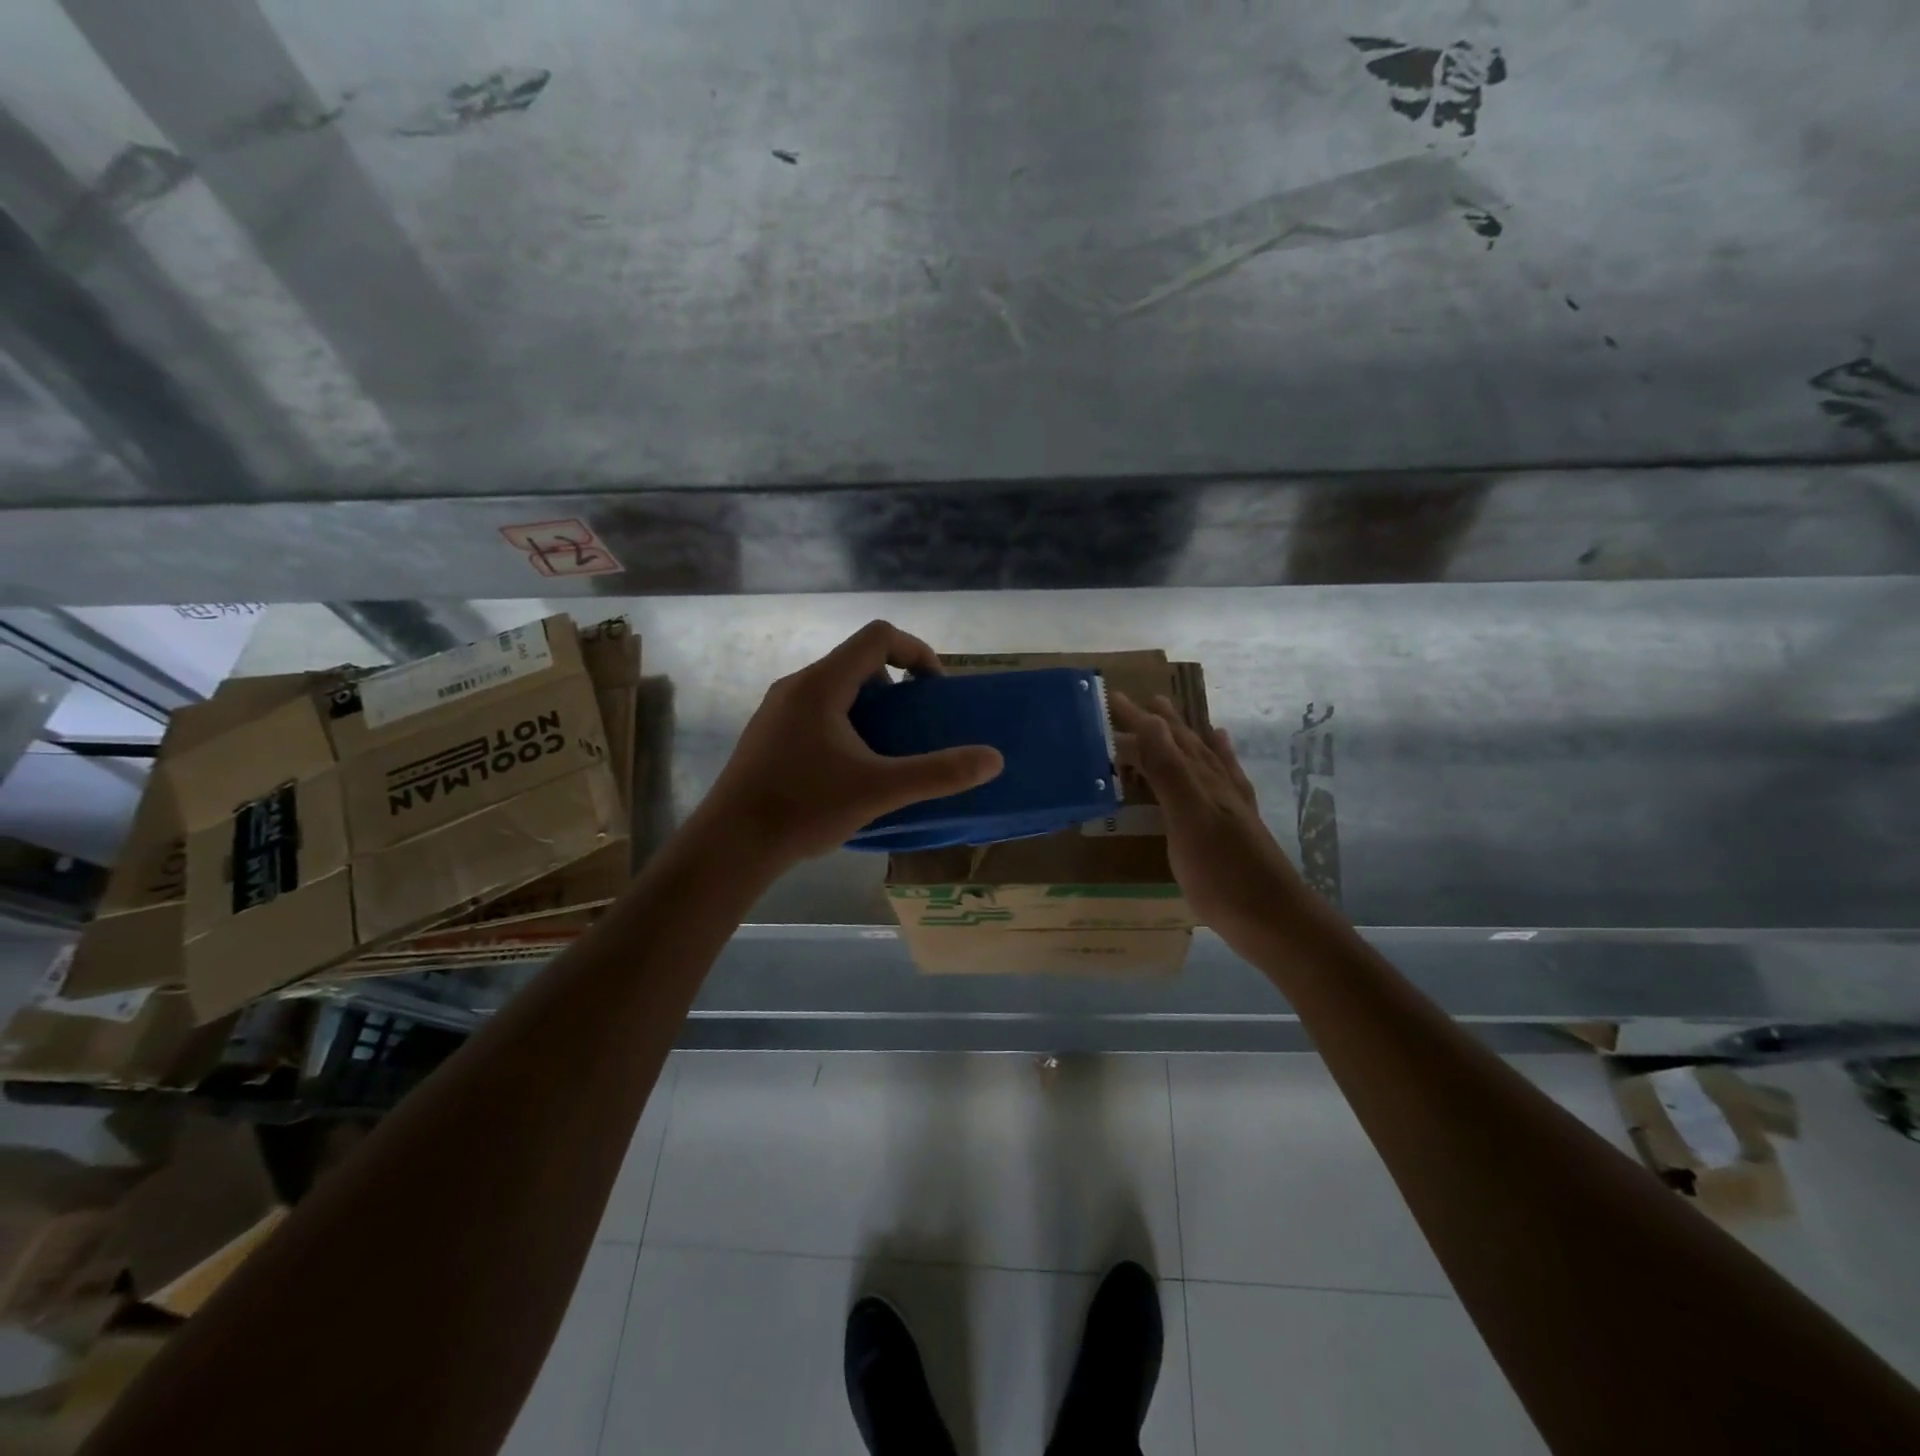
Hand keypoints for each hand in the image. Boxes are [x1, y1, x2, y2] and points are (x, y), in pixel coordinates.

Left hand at [695, 621, 1003, 867]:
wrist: (730, 845)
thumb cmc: (804, 808)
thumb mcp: (880, 790)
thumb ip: (939, 773)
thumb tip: (993, 759)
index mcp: (822, 684)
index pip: (878, 636)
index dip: (917, 651)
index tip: (935, 690)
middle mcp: (796, 685)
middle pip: (858, 661)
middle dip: (896, 684)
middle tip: (914, 724)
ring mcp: (777, 710)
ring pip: (835, 688)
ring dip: (871, 707)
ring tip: (888, 749)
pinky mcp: (767, 735)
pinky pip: (816, 711)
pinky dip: (845, 723)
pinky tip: (850, 769)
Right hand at [1112, 692, 1303, 954]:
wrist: (1274, 920)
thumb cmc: (1224, 874)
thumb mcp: (1189, 819)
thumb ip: (1169, 771)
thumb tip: (1151, 721)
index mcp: (1201, 781)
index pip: (1164, 740)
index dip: (1139, 719)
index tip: (1113, 697)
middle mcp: (1217, 786)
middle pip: (1186, 745)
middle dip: (1162, 723)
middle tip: (1142, 702)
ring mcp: (1231, 806)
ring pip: (1205, 760)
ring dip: (1188, 738)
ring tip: (1175, 718)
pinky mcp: (1237, 827)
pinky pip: (1226, 780)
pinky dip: (1219, 761)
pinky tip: (1220, 757)